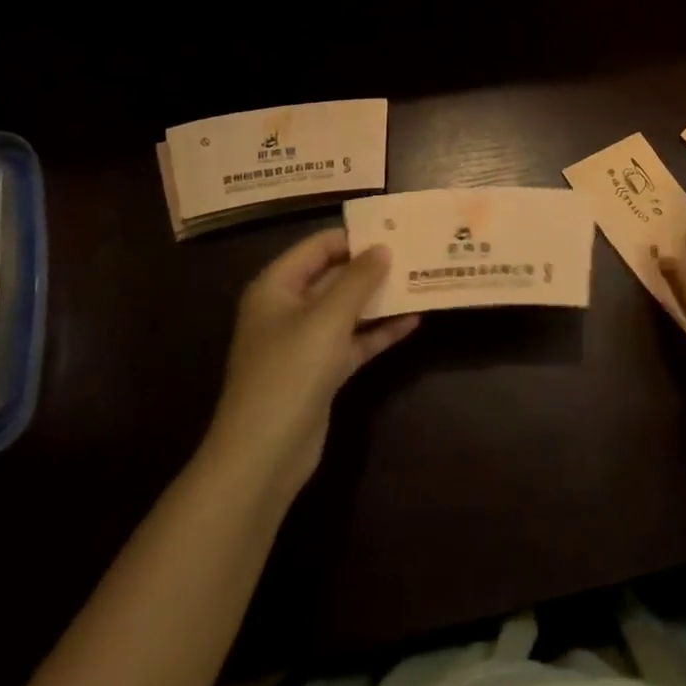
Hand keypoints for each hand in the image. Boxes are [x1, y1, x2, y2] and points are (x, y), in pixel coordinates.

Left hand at [201, 230, 419, 501]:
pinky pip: (354, 341)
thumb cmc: (289, 372)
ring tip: (421, 281)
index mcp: (277, 287)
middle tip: (415, 253)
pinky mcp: (322, 371)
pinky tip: (414, 321)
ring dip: (380, 299)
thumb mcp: (326, 319)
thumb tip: (383, 248)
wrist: (264, 455)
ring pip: (348, 310)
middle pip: (334, 277)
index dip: (354, 237)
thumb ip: (357, 280)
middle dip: (373, 267)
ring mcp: (305, 342)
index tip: (395, 230)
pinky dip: (380, 331)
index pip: (318, 247)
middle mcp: (289, 308)